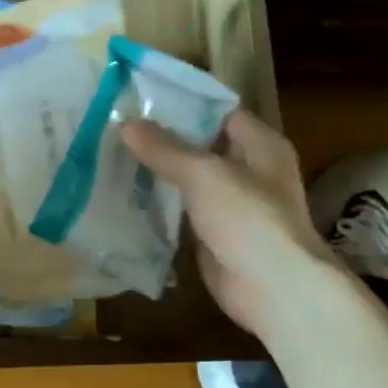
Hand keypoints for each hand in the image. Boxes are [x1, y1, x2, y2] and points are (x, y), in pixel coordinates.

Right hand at [122, 110, 341, 343]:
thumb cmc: (248, 218)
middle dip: (164, 140)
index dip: (184, 104)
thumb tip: (127, 123)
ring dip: (160, 173)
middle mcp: (251, 170)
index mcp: (261, 144)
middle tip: (120, 127)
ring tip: (115, 155)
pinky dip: (161, 207)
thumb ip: (165, 149)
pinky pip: (185, 213)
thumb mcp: (203, 174)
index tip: (142, 99)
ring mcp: (234, 206)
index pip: (219, 112)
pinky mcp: (217, 236)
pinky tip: (127, 196)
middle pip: (203, 146)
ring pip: (191, 181)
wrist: (273, 288)